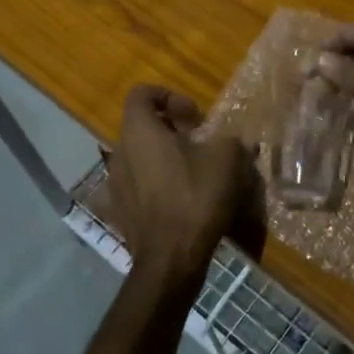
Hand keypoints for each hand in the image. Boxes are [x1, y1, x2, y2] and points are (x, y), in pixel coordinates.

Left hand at [107, 86, 251, 292]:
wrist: (171, 259)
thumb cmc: (195, 196)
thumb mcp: (227, 158)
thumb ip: (231, 140)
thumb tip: (237, 142)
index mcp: (139, 130)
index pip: (142, 93)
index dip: (170, 96)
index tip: (194, 117)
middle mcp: (120, 151)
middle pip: (142, 125)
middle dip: (172, 129)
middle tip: (200, 143)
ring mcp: (116, 183)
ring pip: (141, 155)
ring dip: (165, 156)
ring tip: (194, 172)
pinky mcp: (121, 211)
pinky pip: (139, 184)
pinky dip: (158, 183)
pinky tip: (182, 199)